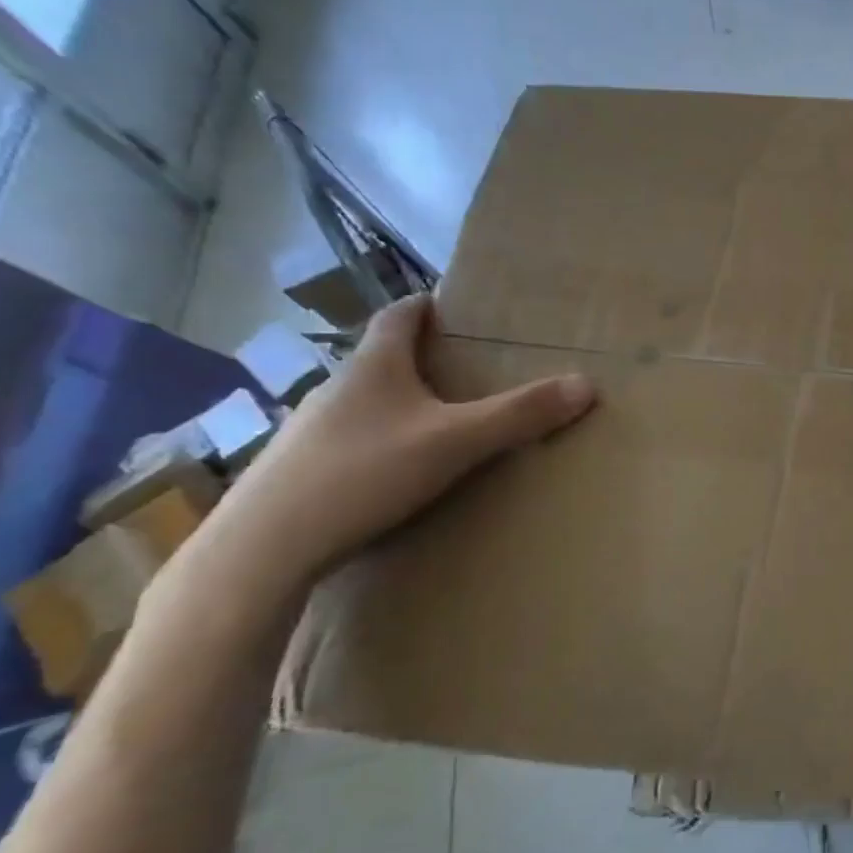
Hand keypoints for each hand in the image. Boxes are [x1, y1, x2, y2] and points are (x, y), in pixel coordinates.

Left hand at [209, 296, 595, 585]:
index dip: (426, 306)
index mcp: (373, 367)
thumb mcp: (457, 441)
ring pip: (364, 404)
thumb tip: (587, 384)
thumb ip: (520, 414)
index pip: (398, 316)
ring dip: (399, 404)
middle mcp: (336, 389)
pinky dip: (378, 443)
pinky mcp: (298, 471)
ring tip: (438, 424)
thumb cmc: (364, 473)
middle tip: (465, 370)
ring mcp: (310, 431)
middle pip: (382, 360)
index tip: (452, 305)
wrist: (265, 547)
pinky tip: (396, 473)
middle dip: (421, 359)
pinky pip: (350, 442)